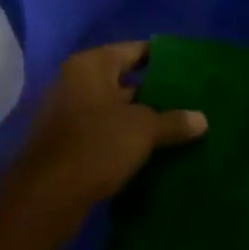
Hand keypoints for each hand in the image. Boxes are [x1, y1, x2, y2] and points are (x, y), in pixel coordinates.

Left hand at [16, 42, 206, 213]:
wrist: (45, 199)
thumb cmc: (96, 145)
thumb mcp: (143, 129)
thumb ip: (174, 121)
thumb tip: (202, 119)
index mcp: (91, 65)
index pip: (135, 50)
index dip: (163, 58)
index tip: (190, 66)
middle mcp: (75, 82)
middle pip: (124, 79)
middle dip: (155, 90)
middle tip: (190, 98)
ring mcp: (67, 113)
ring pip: (114, 108)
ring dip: (141, 117)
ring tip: (178, 124)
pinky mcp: (66, 143)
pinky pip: (104, 131)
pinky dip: (125, 136)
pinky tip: (152, 148)